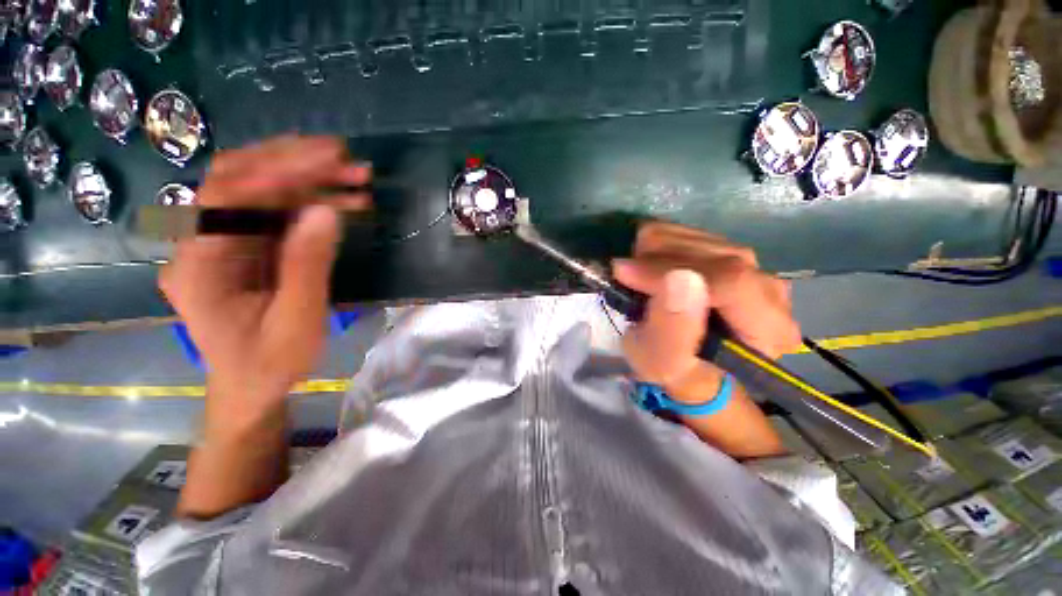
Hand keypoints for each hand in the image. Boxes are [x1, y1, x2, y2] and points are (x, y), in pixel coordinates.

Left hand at [160, 136, 370, 418]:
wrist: (252, 385)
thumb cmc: (270, 362)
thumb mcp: (296, 320)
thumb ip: (308, 266)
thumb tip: (326, 213)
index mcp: (199, 267)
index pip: (224, 197)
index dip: (273, 173)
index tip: (325, 164)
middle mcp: (202, 243)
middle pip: (238, 181)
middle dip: (292, 163)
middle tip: (344, 158)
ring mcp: (224, 242)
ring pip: (261, 191)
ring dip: (308, 178)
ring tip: (356, 175)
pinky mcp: (247, 246)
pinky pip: (276, 212)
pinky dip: (311, 201)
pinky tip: (344, 201)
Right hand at [612, 222, 800, 402]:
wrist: (688, 363)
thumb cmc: (675, 371)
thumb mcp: (662, 364)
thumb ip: (671, 330)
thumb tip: (679, 279)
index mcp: (767, 330)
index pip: (730, 282)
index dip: (670, 271)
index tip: (625, 273)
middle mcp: (772, 293)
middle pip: (716, 254)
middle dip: (658, 259)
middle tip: (624, 275)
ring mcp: (754, 269)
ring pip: (704, 238)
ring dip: (656, 251)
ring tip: (636, 274)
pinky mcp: (733, 256)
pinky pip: (694, 234)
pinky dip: (660, 244)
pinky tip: (649, 266)